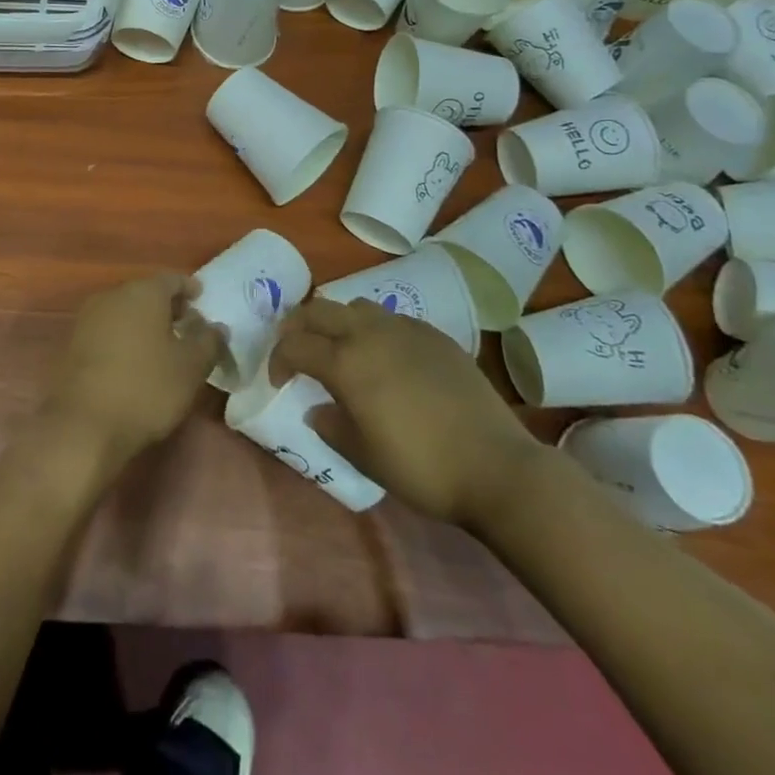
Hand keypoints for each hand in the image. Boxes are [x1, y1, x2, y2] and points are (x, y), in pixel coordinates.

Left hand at [41, 273, 222, 464]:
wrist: (83, 425)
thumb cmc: (146, 388)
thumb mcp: (191, 368)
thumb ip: (209, 342)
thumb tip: (216, 327)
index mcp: (143, 292)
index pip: (172, 279)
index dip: (189, 288)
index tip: (201, 300)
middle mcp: (113, 295)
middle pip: (145, 293)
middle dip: (166, 307)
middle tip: (185, 325)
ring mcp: (88, 318)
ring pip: (124, 312)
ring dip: (143, 323)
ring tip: (161, 346)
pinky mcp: (72, 343)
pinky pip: (106, 331)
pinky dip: (123, 338)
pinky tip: (133, 361)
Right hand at [272, 296, 541, 529]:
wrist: (496, 466)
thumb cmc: (422, 467)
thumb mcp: (365, 456)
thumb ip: (331, 426)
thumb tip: (317, 408)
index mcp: (346, 362)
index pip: (296, 345)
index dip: (278, 359)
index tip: (279, 380)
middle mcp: (370, 334)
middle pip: (319, 310)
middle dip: (299, 326)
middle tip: (296, 350)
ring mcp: (405, 329)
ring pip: (356, 306)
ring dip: (337, 321)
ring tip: (340, 348)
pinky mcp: (435, 335)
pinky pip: (392, 319)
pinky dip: (374, 329)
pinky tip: (386, 358)